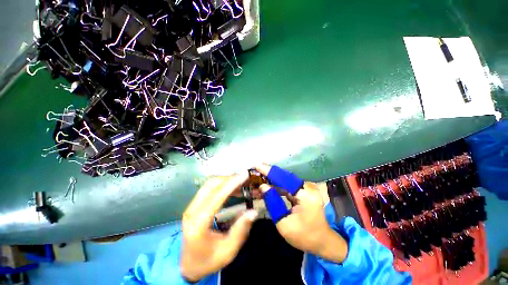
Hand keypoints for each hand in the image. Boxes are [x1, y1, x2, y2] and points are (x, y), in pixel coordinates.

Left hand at [181, 174, 257, 281]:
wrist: (189, 266)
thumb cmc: (209, 261)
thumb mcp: (228, 250)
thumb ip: (241, 230)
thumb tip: (253, 211)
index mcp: (199, 224)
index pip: (216, 197)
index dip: (231, 184)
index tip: (244, 176)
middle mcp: (192, 211)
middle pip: (210, 185)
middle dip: (229, 179)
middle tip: (244, 179)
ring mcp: (191, 207)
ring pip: (209, 185)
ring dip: (225, 180)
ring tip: (240, 182)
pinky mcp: (194, 206)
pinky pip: (208, 189)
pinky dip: (221, 185)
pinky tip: (232, 188)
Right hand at [256, 164, 347, 262]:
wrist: (322, 241)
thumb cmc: (304, 236)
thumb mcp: (284, 224)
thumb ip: (272, 203)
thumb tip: (262, 187)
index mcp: (305, 194)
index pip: (283, 178)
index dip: (269, 171)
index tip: (257, 166)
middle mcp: (307, 187)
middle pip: (284, 177)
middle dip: (269, 174)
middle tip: (255, 171)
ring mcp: (307, 188)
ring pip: (285, 180)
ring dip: (272, 180)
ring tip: (258, 179)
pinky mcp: (304, 191)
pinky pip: (288, 186)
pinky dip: (277, 186)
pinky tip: (268, 187)